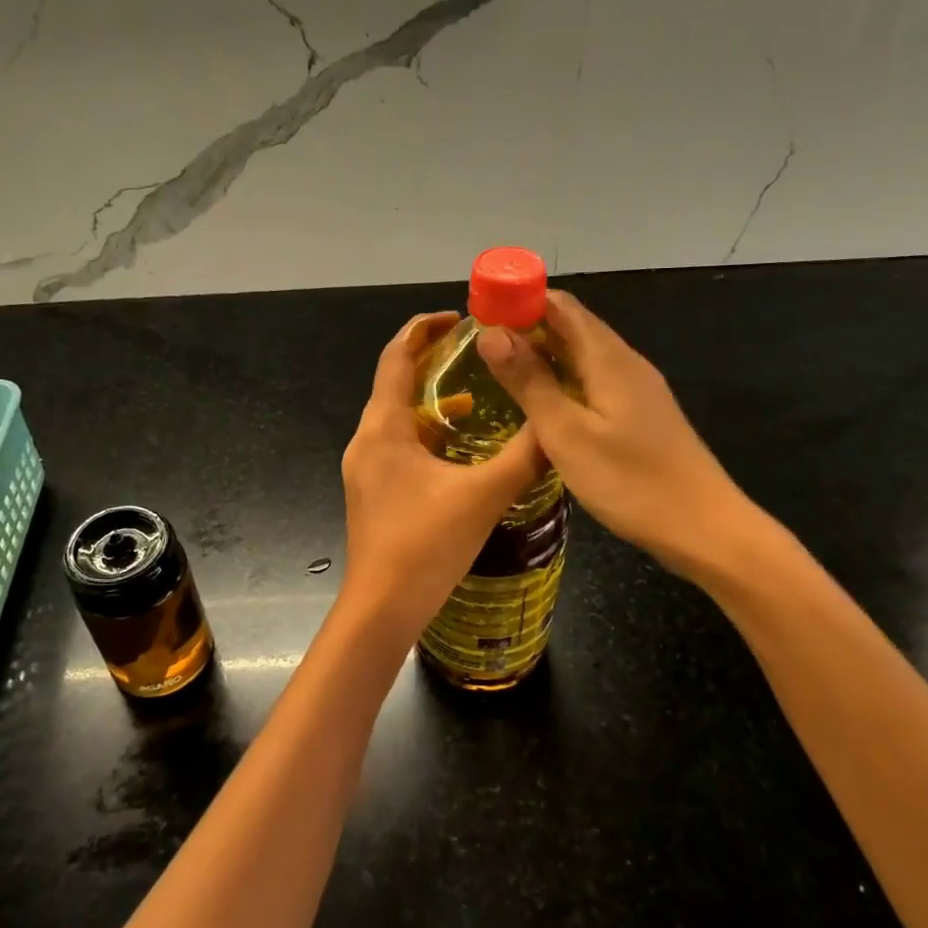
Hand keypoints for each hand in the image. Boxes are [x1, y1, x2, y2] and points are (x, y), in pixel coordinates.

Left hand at [338, 313, 543, 644]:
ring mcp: (367, 469)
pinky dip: (429, 435)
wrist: (382, 610)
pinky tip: (461, 449)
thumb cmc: (425, 546)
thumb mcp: (483, 495)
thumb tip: (560, 422)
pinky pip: (401, 446)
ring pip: (399, 418)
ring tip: (479, 393)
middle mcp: (368, 441)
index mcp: (383, 428)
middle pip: (395, 383)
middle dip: (433, 362)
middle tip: (477, 350)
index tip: (458, 317)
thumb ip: (525, 456)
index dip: (423, 329)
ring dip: (433, 400)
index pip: (396, 357)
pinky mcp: (375, 492)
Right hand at [475, 291, 755, 578]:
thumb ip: (529, 382)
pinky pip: (593, 381)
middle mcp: (625, 363)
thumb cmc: (631, 481)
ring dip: (543, 354)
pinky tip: (542, 403)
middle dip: (526, 326)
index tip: (480, 311)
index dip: (519, 300)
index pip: (560, 305)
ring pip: (582, 355)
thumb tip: (491, 333)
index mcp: (608, 358)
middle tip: (478, 346)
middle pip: (572, 326)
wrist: (704, 529)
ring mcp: (636, 390)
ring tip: (499, 370)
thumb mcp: (566, 433)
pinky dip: (562, 379)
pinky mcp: (639, 415)